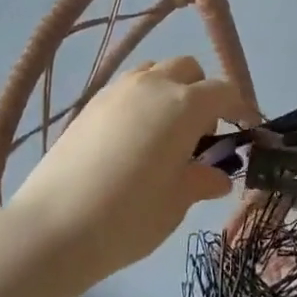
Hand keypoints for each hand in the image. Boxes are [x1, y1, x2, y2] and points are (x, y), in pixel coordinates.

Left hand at [11, 57, 240, 280]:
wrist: (53, 227)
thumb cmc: (129, 217)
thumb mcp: (176, 203)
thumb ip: (202, 180)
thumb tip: (219, 176)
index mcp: (184, 105)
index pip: (223, 90)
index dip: (238, 107)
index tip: (243, 129)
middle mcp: (154, 85)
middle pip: (188, 68)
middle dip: (202, 91)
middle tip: (200, 133)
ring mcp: (118, 90)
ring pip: (155, 71)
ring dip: (170, 90)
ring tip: (164, 132)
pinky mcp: (91, 103)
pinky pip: (128, 87)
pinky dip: (142, 100)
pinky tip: (132, 139)